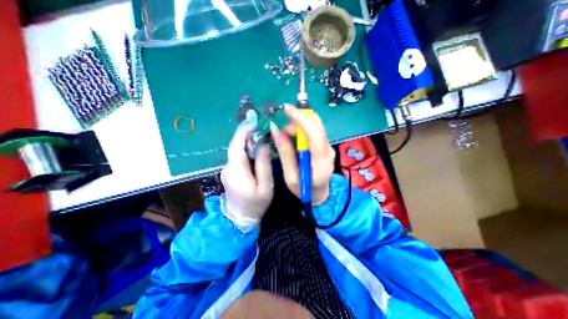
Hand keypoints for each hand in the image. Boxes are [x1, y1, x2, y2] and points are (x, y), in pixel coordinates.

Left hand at [220, 125, 274, 223]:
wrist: (239, 219)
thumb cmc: (255, 204)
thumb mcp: (265, 186)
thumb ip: (264, 164)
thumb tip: (263, 144)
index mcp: (237, 171)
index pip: (236, 146)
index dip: (243, 131)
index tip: (253, 121)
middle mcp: (228, 167)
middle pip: (235, 145)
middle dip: (245, 133)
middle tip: (259, 125)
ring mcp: (227, 169)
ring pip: (235, 150)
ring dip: (246, 140)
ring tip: (259, 134)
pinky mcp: (229, 171)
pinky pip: (236, 156)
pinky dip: (244, 148)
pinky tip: (254, 148)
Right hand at [269, 104, 333, 203]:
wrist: (320, 195)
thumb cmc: (304, 190)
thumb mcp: (290, 176)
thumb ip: (284, 153)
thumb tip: (275, 130)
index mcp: (320, 162)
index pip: (314, 134)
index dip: (301, 118)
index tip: (286, 108)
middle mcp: (328, 150)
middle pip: (316, 125)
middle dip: (298, 121)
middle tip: (283, 132)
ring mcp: (329, 147)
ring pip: (315, 126)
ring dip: (299, 126)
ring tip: (287, 137)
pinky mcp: (326, 146)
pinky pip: (315, 131)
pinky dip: (303, 130)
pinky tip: (295, 139)